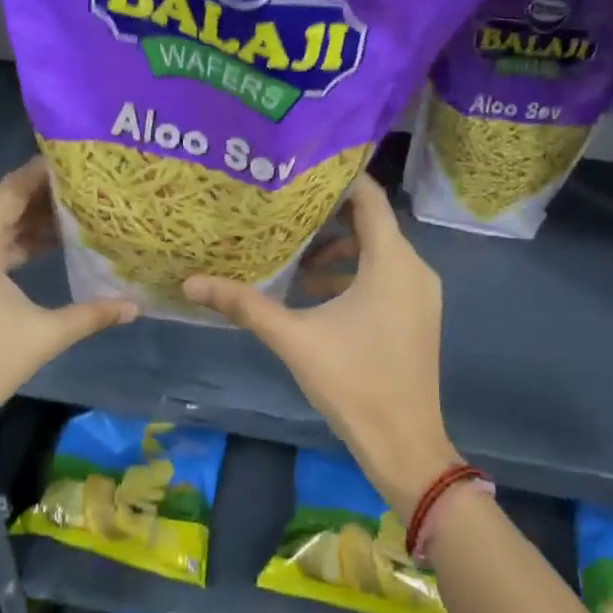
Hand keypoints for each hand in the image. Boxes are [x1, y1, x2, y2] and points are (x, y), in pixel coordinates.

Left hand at [0, 158, 136, 448]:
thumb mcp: (41, 337)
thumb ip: (91, 315)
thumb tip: (136, 306)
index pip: (14, 186)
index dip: (48, 171)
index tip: (86, 163)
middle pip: (4, 200)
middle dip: (47, 194)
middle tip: (93, 187)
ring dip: (31, 219)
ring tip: (80, 211)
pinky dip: (15, 240)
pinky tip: (49, 246)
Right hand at [185, 175, 459, 520]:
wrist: (404, 443)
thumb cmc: (353, 382)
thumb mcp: (294, 338)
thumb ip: (245, 305)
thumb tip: (191, 283)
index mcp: (392, 261)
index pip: (368, 196)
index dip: (337, 178)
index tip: (299, 169)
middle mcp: (414, 268)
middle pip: (371, 222)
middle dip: (327, 215)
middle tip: (282, 208)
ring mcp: (421, 293)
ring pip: (378, 251)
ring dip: (338, 249)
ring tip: (293, 254)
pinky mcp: (417, 314)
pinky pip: (386, 275)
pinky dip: (354, 273)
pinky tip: (315, 291)